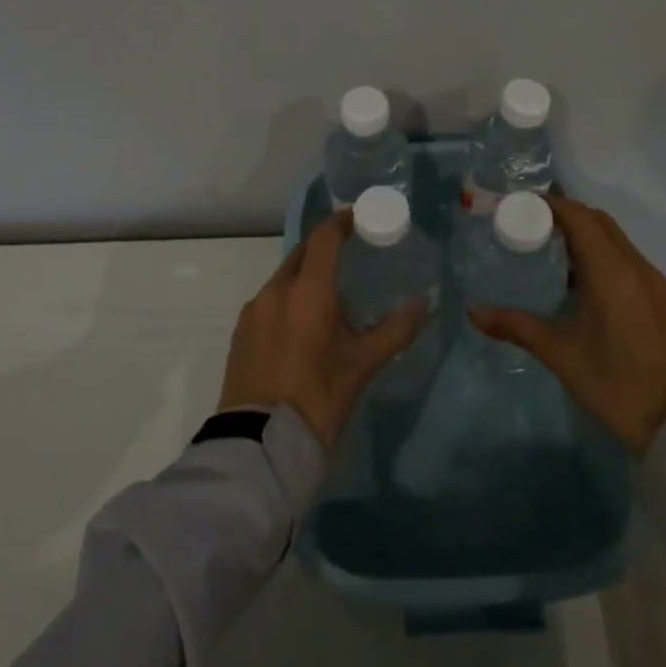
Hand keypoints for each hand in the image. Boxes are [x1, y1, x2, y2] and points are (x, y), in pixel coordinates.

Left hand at [218, 210, 428, 452]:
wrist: (258, 447)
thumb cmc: (318, 400)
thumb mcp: (361, 365)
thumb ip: (395, 329)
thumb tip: (425, 303)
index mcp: (307, 291)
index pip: (324, 237)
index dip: (342, 222)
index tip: (360, 219)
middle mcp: (275, 290)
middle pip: (302, 254)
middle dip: (325, 249)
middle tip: (351, 256)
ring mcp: (253, 311)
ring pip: (284, 279)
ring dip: (306, 277)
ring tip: (329, 297)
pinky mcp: (240, 333)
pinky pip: (269, 302)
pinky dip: (288, 300)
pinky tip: (302, 325)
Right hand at [471, 194, 665, 455]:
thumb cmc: (617, 386)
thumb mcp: (562, 355)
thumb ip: (517, 327)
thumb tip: (474, 311)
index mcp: (613, 274)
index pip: (580, 218)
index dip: (550, 205)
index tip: (518, 204)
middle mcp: (637, 267)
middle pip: (598, 221)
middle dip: (563, 214)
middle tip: (526, 223)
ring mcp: (652, 282)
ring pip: (614, 238)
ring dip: (583, 232)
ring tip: (544, 246)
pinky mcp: (658, 298)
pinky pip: (625, 257)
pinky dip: (598, 252)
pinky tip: (575, 277)